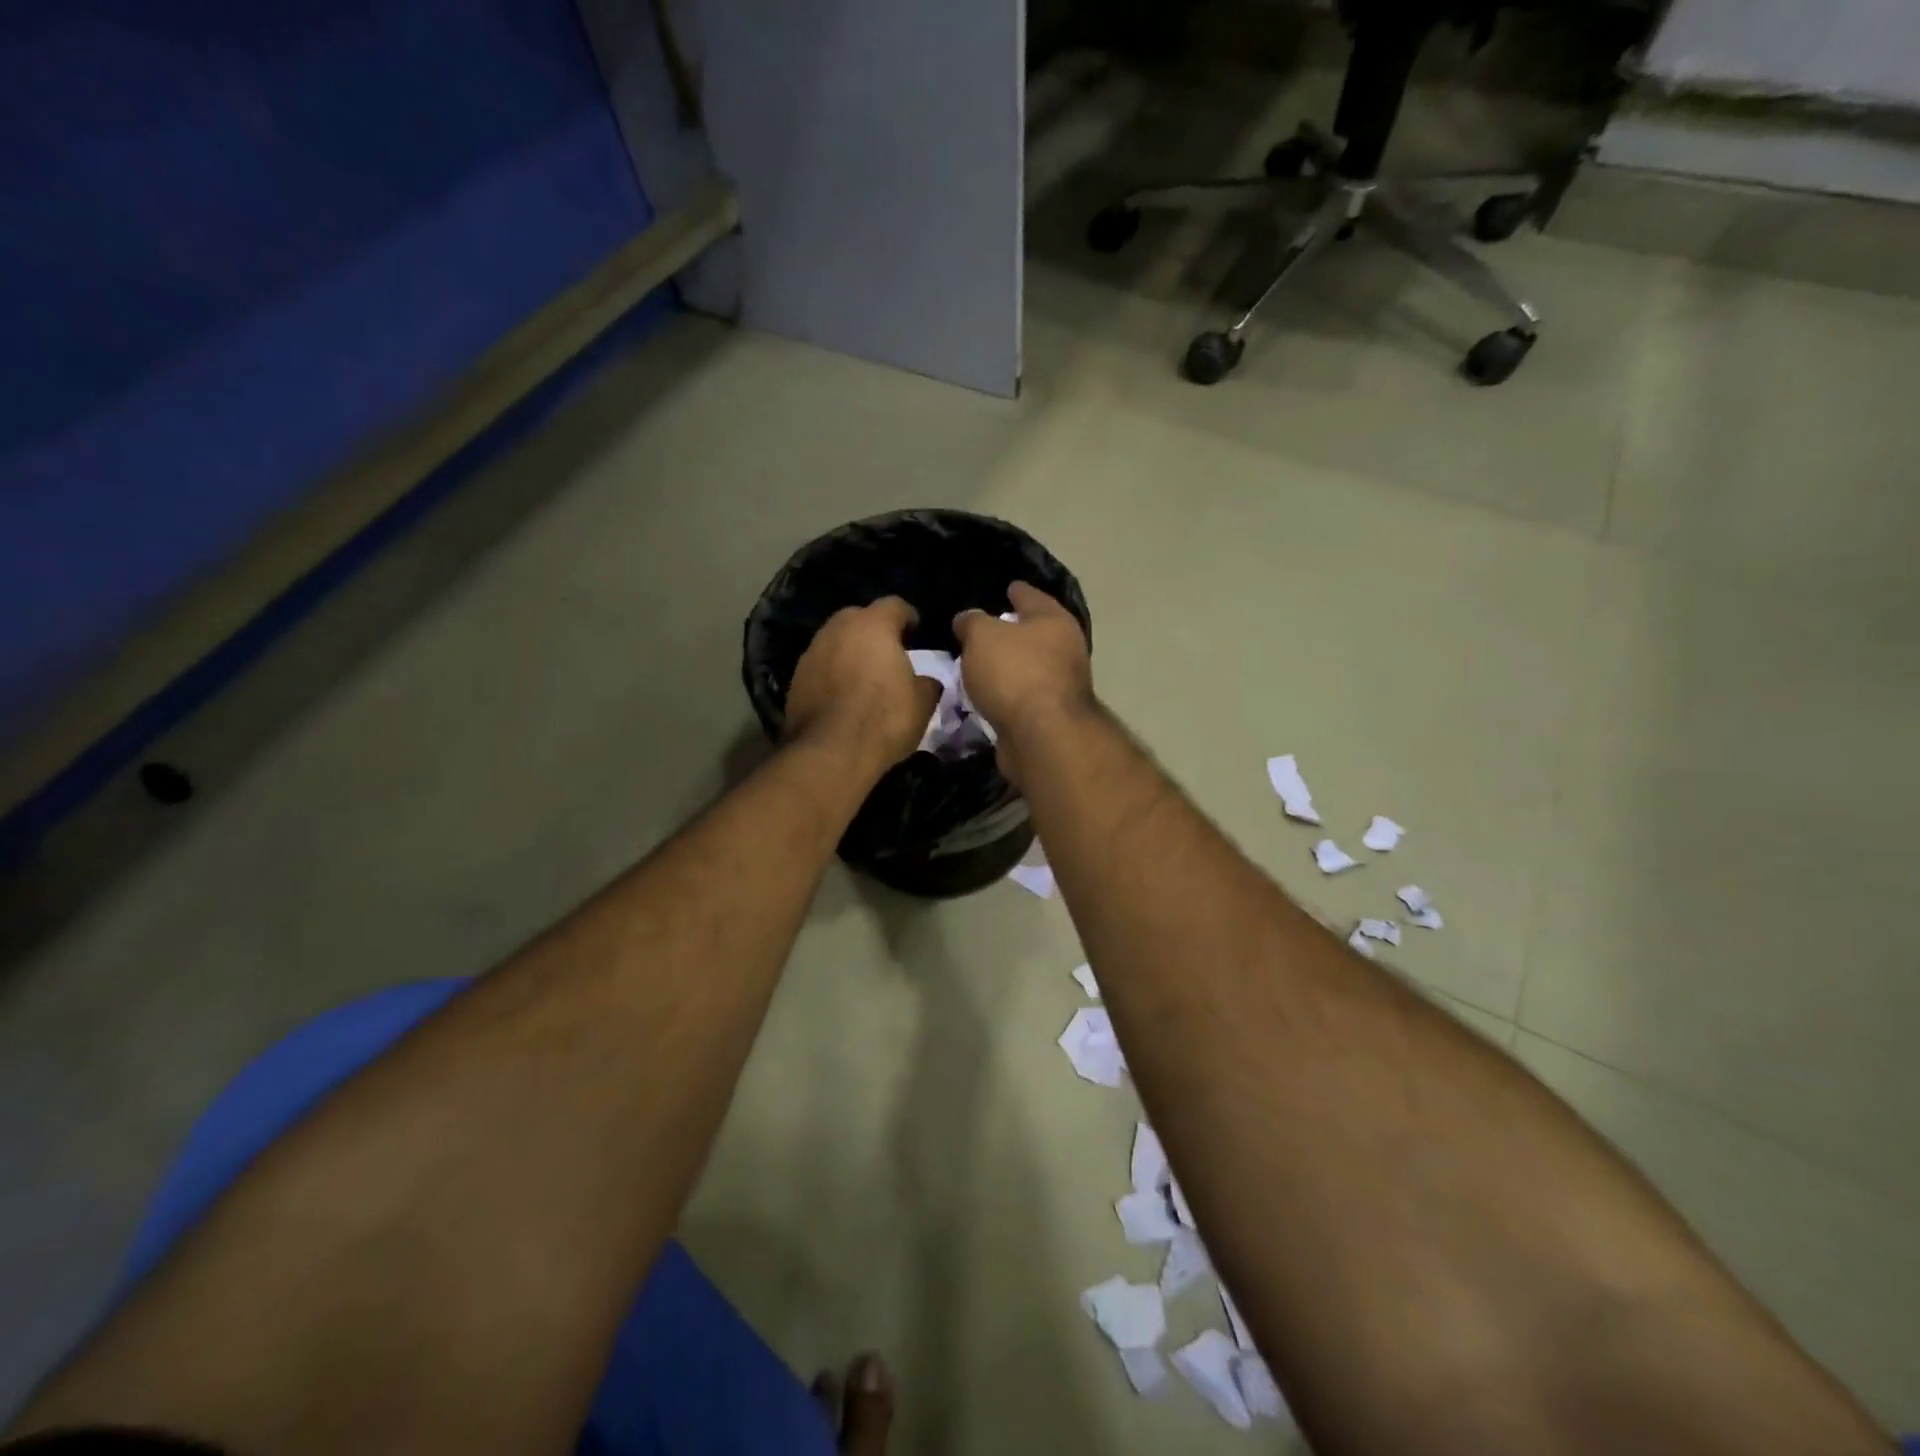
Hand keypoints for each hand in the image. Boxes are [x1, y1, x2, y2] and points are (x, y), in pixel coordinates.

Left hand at [784, 597, 937, 774]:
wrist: (830, 752)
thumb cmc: (884, 719)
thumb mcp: (923, 702)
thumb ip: (928, 681)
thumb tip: (926, 679)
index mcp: (873, 625)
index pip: (895, 605)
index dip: (909, 618)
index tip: (917, 633)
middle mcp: (838, 628)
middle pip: (860, 617)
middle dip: (875, 631)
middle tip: (889, 653)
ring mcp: (812, 651)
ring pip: (836, 641)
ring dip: (850, 651)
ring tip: (864, 675)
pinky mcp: (795, 678)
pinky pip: (821, 666)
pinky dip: (832, 673)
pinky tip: (842, 695)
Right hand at [953, 582, 1093, 787]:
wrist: (1041, 736)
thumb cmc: (1014, 673)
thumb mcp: (982, 636)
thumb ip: (972, 622)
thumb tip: (967, 620)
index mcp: (1054, 620)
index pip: (1031, 596)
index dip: (1017, 590)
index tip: (1007, 587)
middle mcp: (1065, 649)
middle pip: (1034, 633)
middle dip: (1012, 631)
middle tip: (983, 630)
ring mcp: (1060, 685)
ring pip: (1028, 667)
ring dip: (1008, 666)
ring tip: (978, 664)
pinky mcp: (1050, 716)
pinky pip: (1022, 696)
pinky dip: (1007, 694)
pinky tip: (987, 695)